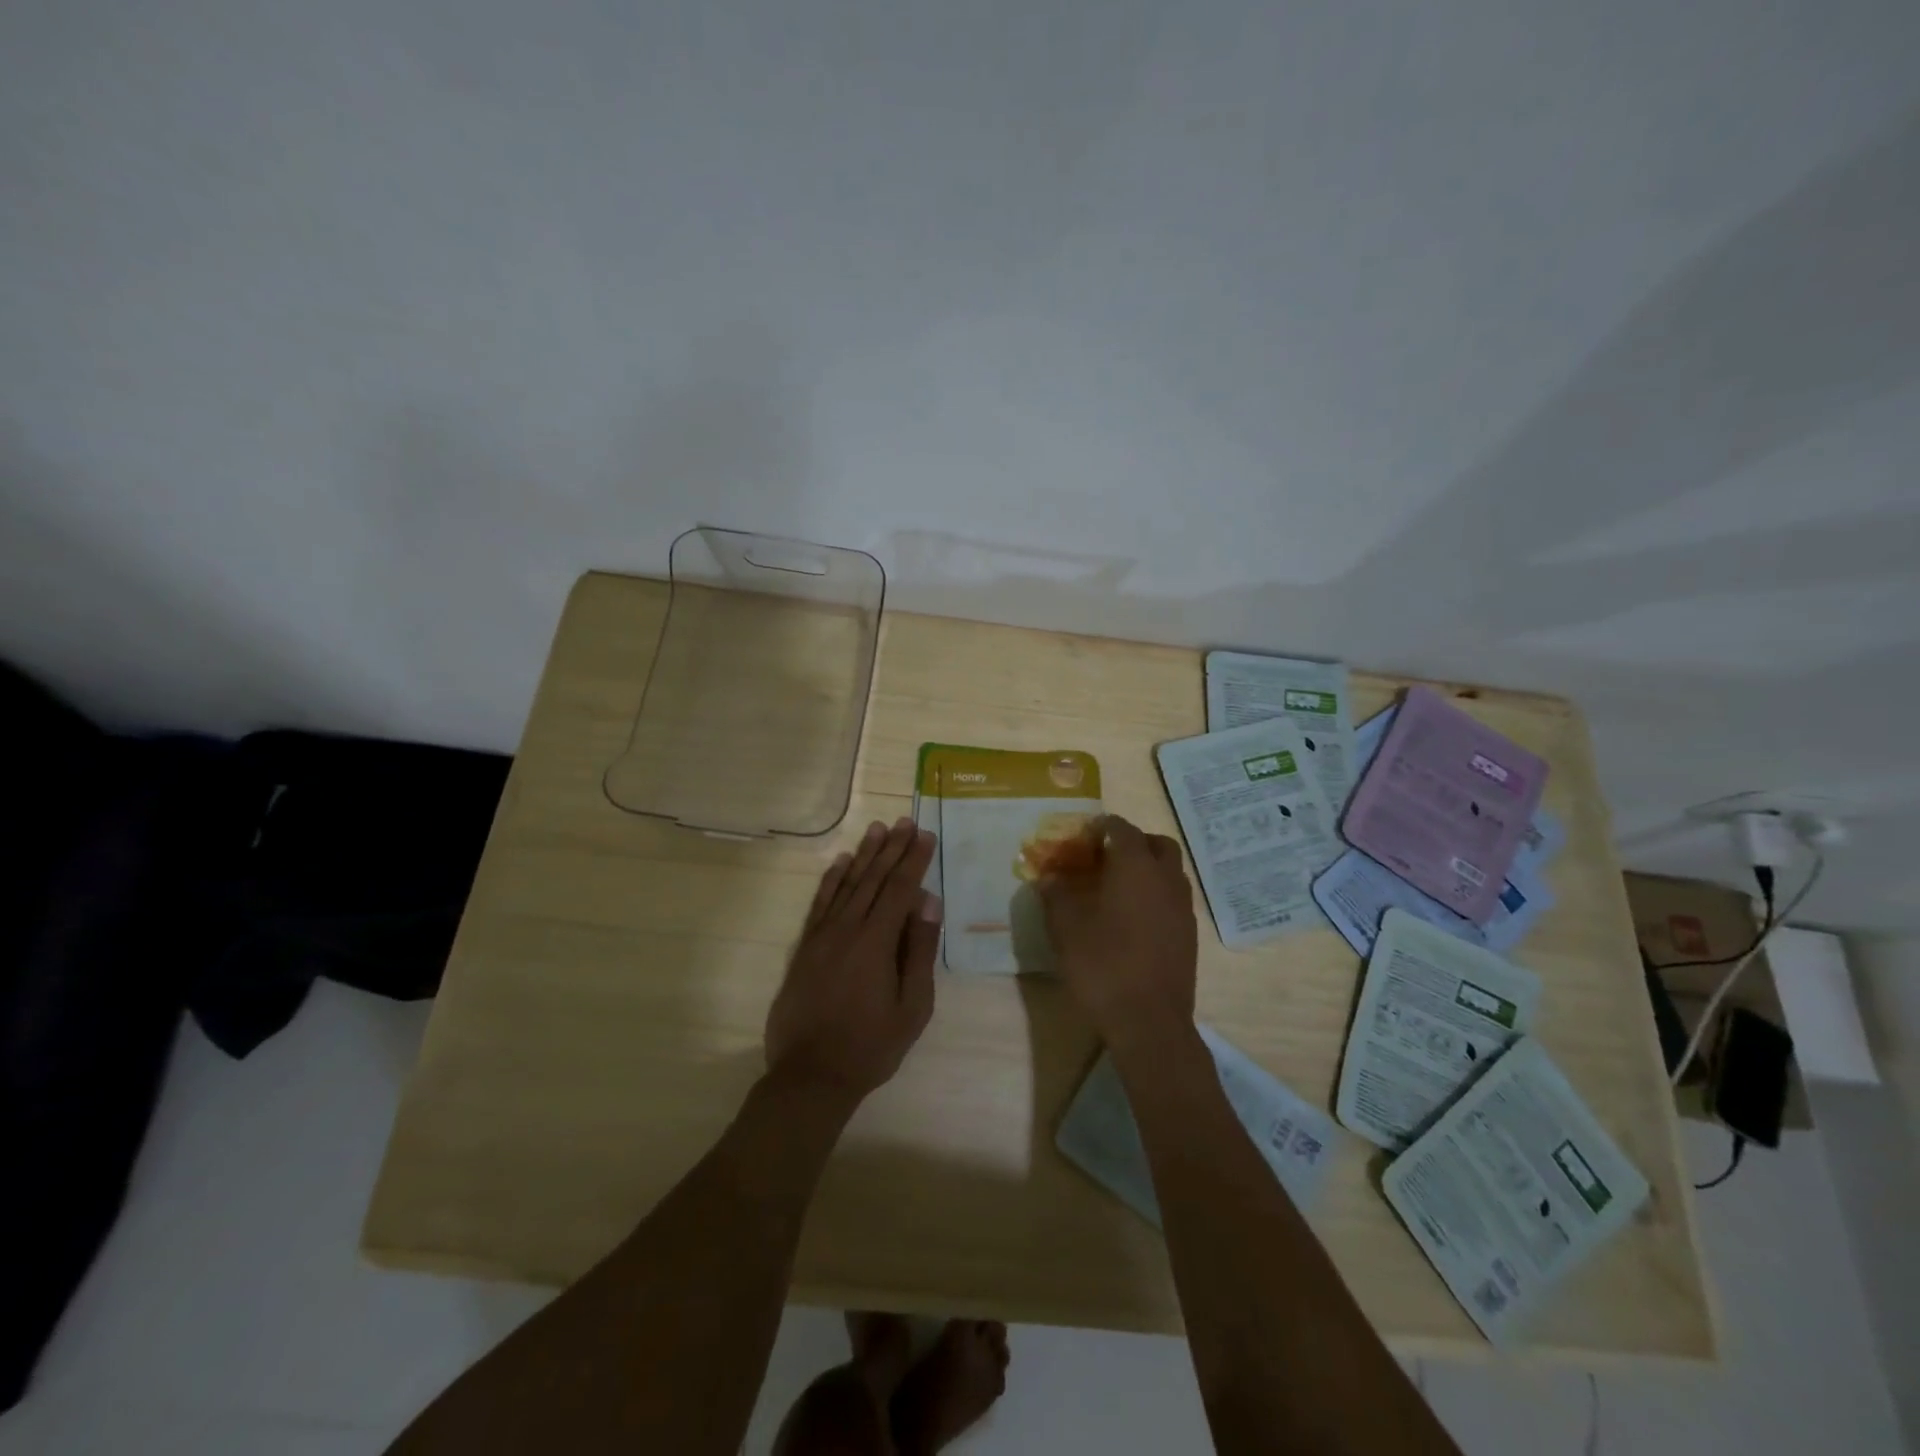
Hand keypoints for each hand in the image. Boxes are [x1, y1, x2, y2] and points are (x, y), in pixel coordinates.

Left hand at [764, 818, 942, 1103]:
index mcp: (877, 942)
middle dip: (892, 848)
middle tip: (905, 821)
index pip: (900, 889)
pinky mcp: (805, 947)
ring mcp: (822, 936)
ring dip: (863, 855)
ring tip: (877, 829)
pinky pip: (819, 903)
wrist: (810, 1075)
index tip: (925, 835)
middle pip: (873, 879)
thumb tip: (928, 902)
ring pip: (846, 884)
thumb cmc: (870, 1045)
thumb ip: (920, 951)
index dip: (914, 860)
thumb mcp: (912, 1006)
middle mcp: (847, 928)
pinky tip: (839, 862)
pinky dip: (830, 880)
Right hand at [1036, 814, 1197, 1057]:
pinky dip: (1157, 894)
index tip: (1085, 835)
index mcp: (1135, 867)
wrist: (1149, 1022)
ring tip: (1119, 887)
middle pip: (1157, 844)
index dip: (1103, 827)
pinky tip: (1134, 918)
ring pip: (1170, 871)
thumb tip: (1049, 877)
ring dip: (1149, 868)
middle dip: (1134, 842)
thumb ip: (1056, 895)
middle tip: (1107, 857)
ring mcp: (1183, 907)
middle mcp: (1165, 879)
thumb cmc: (1103, 966)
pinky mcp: (1190, 934)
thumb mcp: (1066, 929)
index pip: (1123, 829)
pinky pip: (1174, 898)